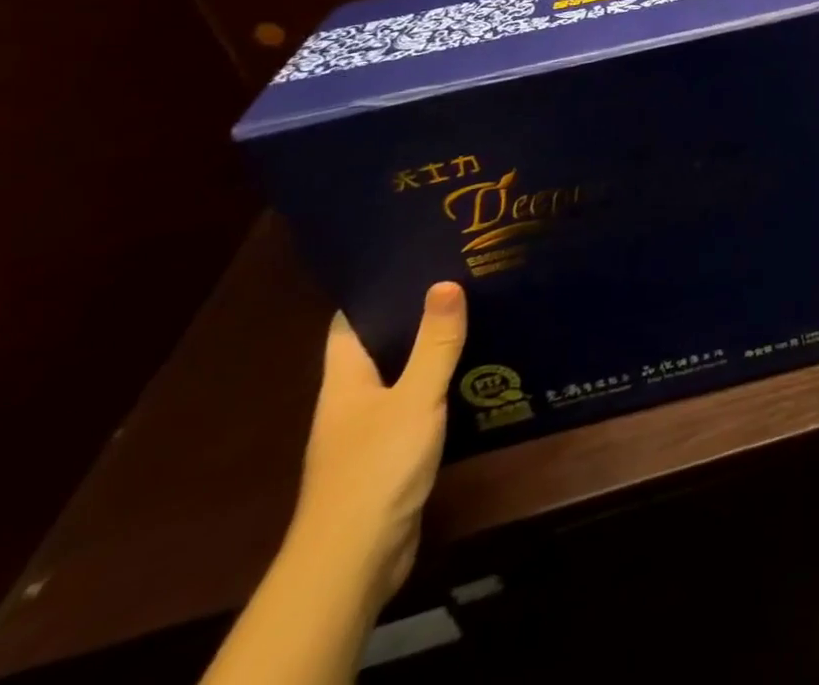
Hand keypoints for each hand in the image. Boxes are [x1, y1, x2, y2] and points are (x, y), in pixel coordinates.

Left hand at [289, 283, 466, 608]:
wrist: (354, 560)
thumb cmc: (377, 468)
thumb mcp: (415, 397)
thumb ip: (435, 343)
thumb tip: (445, 282)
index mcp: (344, 382)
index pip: (349, 323)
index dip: (374, 290)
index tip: (413, 259)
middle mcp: (350, 402)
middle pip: (378, 347)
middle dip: (413, 316)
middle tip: (459, 279)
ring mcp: (367, 432)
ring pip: (399, 377)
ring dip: (429, 353)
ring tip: (474, 317)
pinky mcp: (389, 457)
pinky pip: (415, 408)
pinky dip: (438, 388)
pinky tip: (473, 377)